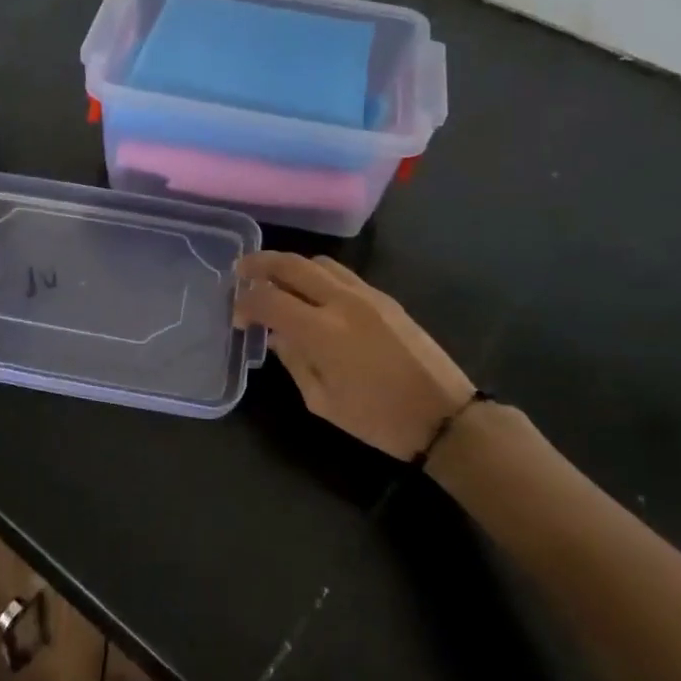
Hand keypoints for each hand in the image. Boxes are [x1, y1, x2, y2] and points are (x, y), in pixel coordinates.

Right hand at [233, 252, 473, 459]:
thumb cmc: (377, 418)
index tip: (237, 317)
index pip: (269, 300)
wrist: (443, 415)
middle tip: (240, 271)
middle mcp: (343, 302)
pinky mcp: (385, 298)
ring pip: (319, 262)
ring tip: (273, 279)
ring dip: (290, 265)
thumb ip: (294, 360)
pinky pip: (342, 274)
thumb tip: (275, 336)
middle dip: (260, 264)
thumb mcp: (321, 401)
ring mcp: (367, 295)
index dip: (246, 304)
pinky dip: (316, 274)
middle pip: (292, 264)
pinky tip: (310, 293)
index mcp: (323, 332)